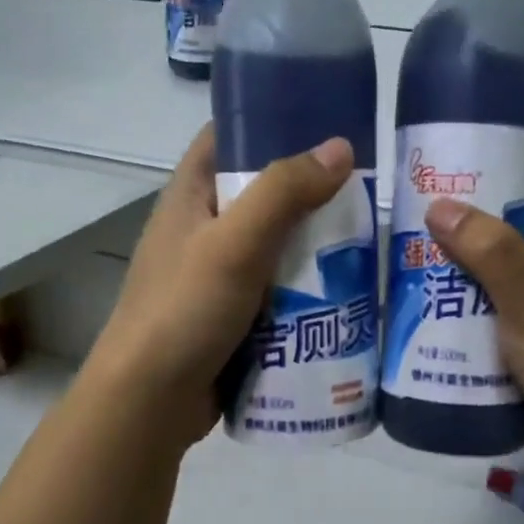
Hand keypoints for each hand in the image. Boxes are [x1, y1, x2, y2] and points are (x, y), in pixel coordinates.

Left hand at [90, 124, 353, 450]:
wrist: (150, 402)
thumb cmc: (184, 310)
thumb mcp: (235, 243)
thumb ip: (284, 193)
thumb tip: (341, 147)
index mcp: (190, 195)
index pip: (229, 137)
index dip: (273, 121)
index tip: (327, 122)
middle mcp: (203, 227)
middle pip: (263, 193)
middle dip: (311, 190)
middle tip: (370, 189)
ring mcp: (218, 273)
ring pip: (276, 244)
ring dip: (316, 243)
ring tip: (372, 239)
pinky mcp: (233, 313)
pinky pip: (278, 287)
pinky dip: (308, 285)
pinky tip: (348, 288)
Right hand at [425, 165, 523, 483]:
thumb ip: (491, 251)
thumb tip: (438, 206)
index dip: (509, 162)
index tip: (459, 155)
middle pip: (505, 230)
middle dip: (461, 221)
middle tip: (408, 211)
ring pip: (485, 278)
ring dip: (448, 271)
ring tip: (397, 258)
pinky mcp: (515, 348)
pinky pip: (477, 318)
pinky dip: (450, 312)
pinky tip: (411, 311)